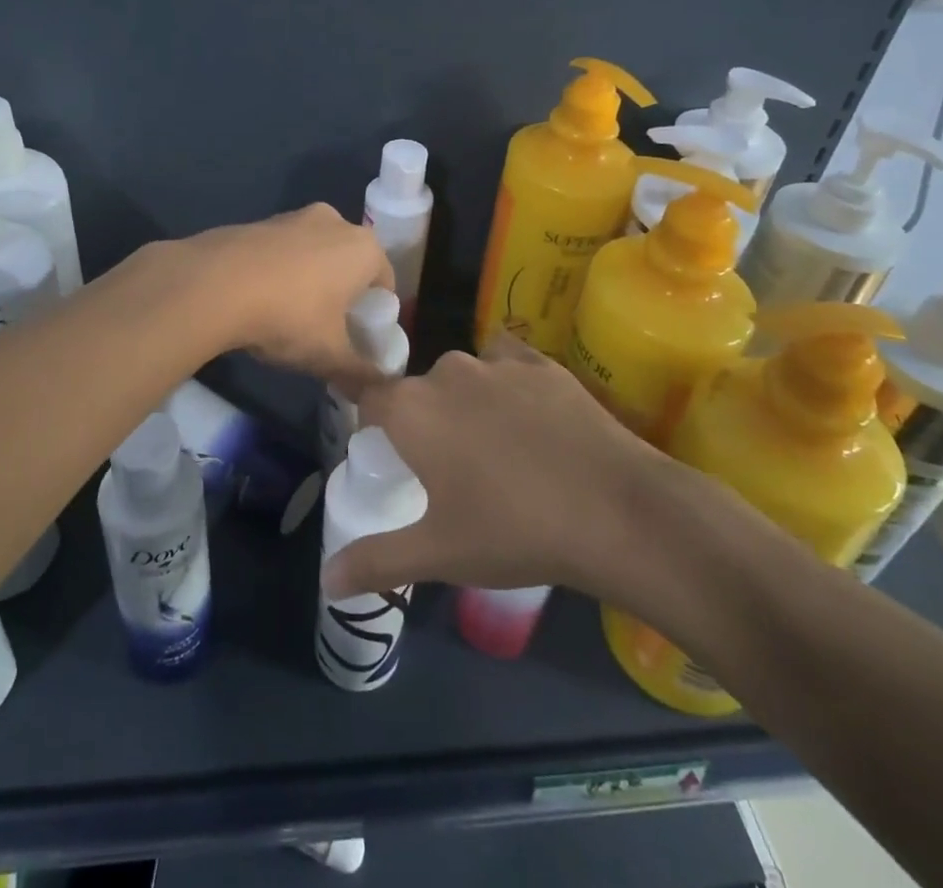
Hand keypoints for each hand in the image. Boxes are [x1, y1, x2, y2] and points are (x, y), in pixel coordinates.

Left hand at [181, 203, 395, 383]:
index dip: (376, 313)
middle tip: (329, 328)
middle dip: (344, 293)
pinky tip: (260, 299)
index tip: (361, 338)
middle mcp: (334, 221)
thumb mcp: (329, 355)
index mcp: (363, 247)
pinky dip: (279, 270)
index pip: (385, 282)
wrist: (212, 284)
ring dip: (310, 279)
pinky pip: (281, 250)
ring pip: (315, 253)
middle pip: (350, 263)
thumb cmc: (288, 316)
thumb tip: (378, 388)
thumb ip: (360, 372)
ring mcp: (293, 216)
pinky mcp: (258, 221)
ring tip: (291, 316)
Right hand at [321, 335, 728, 634]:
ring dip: (466, 403)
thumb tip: (326, 580)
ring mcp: (497, 363)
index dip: (371, 422)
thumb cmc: (513, 532)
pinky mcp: (542, 362)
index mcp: (411, 410)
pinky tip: (529, 417)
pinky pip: (507, 363)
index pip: (368, 398)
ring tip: (496, 451)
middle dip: (425, 423)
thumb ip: (376, 561)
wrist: (616, 511)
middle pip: (419, 392)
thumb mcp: (438, 554)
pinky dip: (507, 383)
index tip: (385, 452)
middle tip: (449, 471)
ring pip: (463, 377)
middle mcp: (446, 372)